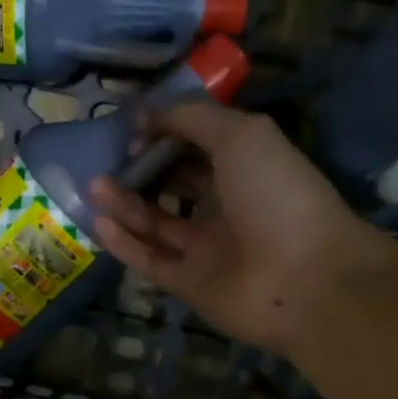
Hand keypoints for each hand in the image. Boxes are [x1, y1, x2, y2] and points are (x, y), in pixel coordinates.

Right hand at [88, 101, 397, 355]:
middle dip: (141, 169)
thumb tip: (146, 114)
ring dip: (125, 204)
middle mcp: (225, 206)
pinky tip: (99, 222)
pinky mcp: (189, 284)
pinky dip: (125, 243)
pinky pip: (151, 260)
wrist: (304, 278)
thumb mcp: (241, 135)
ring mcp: (206, 248)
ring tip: (93, 185)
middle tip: (108, 158)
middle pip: (174, 184)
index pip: (197, 146)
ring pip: (156, 223)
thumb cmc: (277, 196)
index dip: (166, 133)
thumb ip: (193, 118)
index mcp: (245, 168)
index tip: (133, 128)